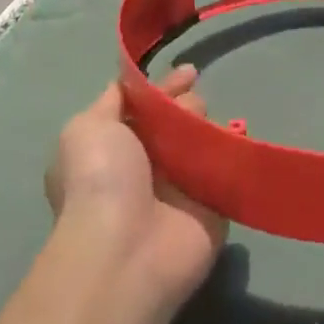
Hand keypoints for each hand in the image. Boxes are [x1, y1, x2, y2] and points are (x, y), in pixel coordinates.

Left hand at [44, 65, 226, 318]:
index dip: (165, 87)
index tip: (189, 72)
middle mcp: (148, 168)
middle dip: (188, 105)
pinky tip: (236, 138)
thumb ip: (113, 100)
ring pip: (204, 141)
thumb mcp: (87, 127)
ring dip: (208, 125)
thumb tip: (136, 86)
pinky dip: (235, 152)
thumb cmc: (100, 181)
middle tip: (191, 110)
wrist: (125, 251)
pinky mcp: (214, 209)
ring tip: (204, 129)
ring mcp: (182, 190)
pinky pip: (228, 171)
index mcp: (116, 149)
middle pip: (178, 120)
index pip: (145, 107)